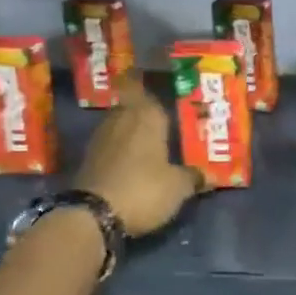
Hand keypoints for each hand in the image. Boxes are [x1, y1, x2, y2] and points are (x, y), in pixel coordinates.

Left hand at [73, 74, 201, 236]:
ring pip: (121, 124)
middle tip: (167, 117)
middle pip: (132, 104)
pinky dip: (122, 149)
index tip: (159, 79)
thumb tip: (206, 175)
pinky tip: (136, 162)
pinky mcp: (89, 159)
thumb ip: (193, 176)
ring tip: (154, 141)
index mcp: (145, 114)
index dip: (147, 79)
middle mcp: (120, 118)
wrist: (92, 216)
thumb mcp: (179, 187)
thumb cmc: (143, 189)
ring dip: (133, 131)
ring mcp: (101, 138)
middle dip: (146, 110)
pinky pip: (112, 145)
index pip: (141, 84)